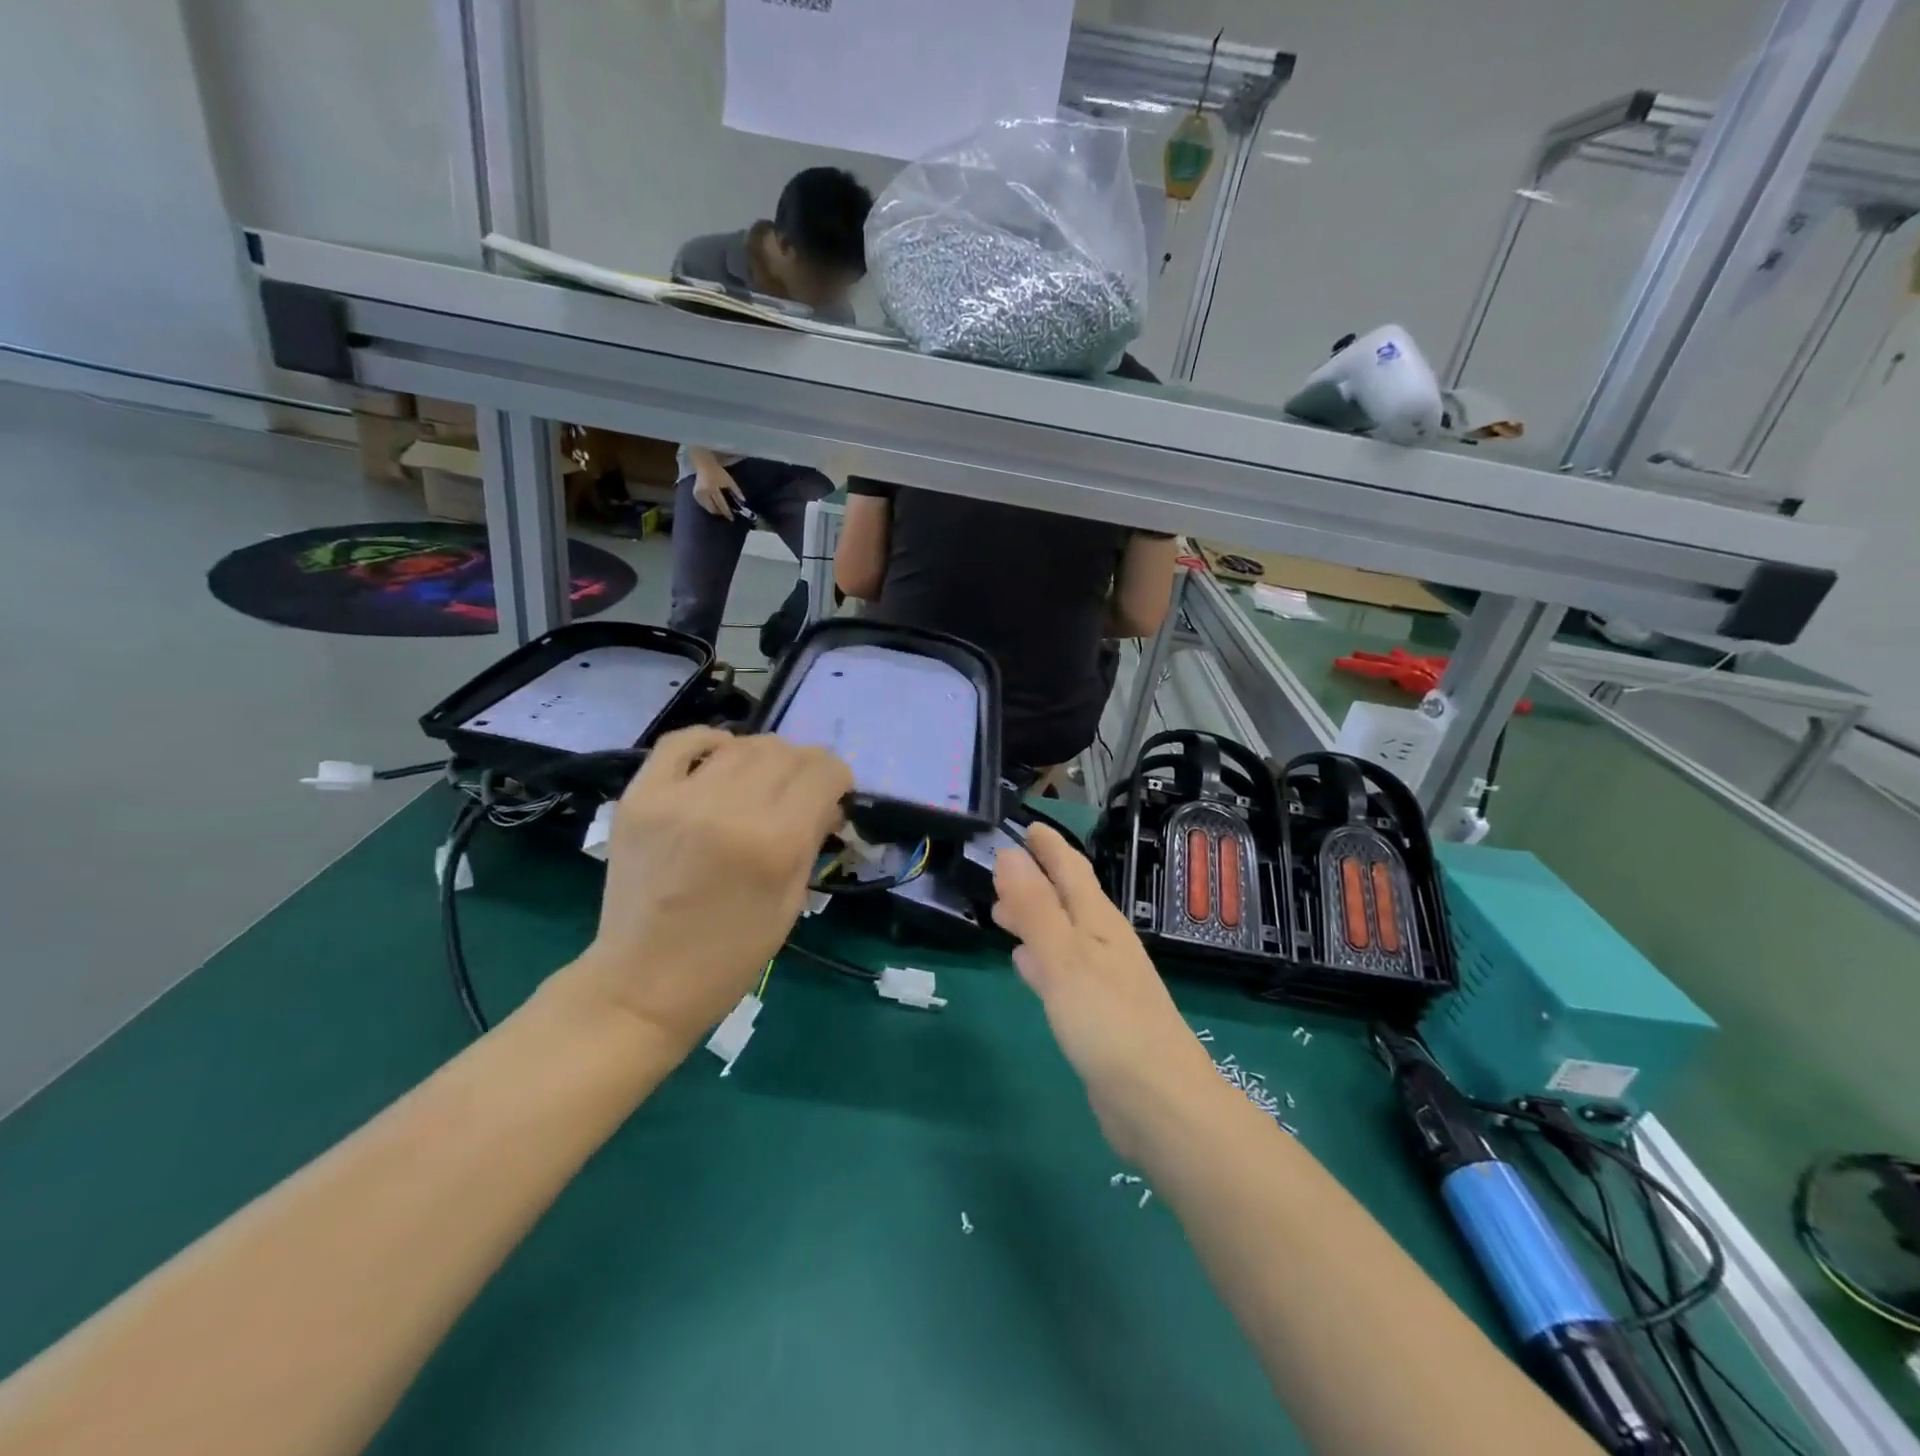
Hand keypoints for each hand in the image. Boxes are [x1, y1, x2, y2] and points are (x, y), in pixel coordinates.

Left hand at [570, 729, 850, 1056]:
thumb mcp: (791, 902)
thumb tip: (827, 800)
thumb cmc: (731, 955)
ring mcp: (678, 798)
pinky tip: (719, 760)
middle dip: (805, 767)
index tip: (835, 795)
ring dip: (764, 757)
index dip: (838, 778)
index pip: (823, 772)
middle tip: (800, 793)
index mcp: (774, 842)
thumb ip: (812, 839)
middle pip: (785, 752)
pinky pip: (680, 742)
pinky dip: (709, 742)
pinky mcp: (640, 797)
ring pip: (742, 744)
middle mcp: (729, 808)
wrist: (643, 983)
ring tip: (760, 783)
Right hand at [691, 461, 743, 519]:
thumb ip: (736, 491)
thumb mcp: (729, 481)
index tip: (732, 518)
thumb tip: (743, 502)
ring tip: (721, 509)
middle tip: (726, 513)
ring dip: (715, 510)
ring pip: (708, 508)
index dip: (727, 512)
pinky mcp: (695, 495)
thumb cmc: (718, 472)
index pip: (721, 504)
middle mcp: (704, 493)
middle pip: (713, 508)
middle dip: (720, 512)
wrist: (704, 465)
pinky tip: (714, 505)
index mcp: (713, 489)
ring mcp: (698, 494)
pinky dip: (709, 506)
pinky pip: (703, 505)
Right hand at [993, 824, 1218, 1161]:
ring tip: (1001, 914)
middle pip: (1066, 901)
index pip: (1071, 870)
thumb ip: (1035, 907)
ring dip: (1033, 920)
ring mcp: (1102, 981)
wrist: (1158, 1104)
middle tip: (998, 872)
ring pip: (1061, 936)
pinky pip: (1061, 972)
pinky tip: (1025, 968)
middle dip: (1035, 882)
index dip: (1048, 847)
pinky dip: (1039, 960)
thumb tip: (1009, 853)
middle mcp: (1103, 945)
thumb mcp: (1064, 957)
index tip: (1026, 825)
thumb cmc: (1108, 1022)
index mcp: (1099, 923)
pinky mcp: (1096, 1017)